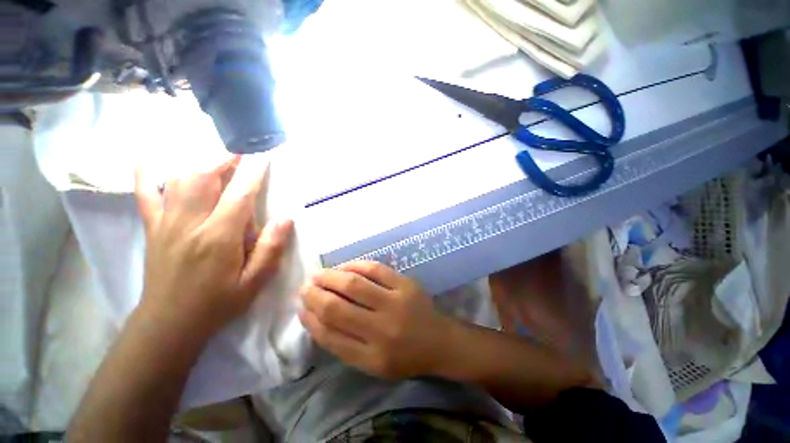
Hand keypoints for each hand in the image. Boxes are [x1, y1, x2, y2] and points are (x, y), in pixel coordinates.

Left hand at [134, 156, 293, 339]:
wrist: (169, 323)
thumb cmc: (218, 303)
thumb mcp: (254, 281)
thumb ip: (271, 248)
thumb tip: (286, 219)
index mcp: (218, 238)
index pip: (239, 195)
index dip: (253, 173)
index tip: (263, 156)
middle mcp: (189, 223)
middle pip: (203, 177)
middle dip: (225, 159)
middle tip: (243, 153)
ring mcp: (166, 223)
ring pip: (179, 180)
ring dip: (200, 162)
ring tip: (218, 158)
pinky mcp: (152, 228)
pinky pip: (145, 194)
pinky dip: (148, 174)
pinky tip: (153, 161)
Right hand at [299, 261, 451, 378]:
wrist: (439, 341)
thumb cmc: (404, 357)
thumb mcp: (373, 365)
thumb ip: (344, 345)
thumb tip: (315, 318)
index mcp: (371, 357)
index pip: (330, 335)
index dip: (310, 320)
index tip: (301, 308)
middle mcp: (381, 330)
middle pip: (337, 308)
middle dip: (315, 295)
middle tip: (305, 287)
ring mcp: (396, 302)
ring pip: (354, 284)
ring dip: (331, 277)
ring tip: (319, 275)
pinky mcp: (406, 284)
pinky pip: (375, 269)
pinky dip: (356, 265)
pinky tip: (344, 266)